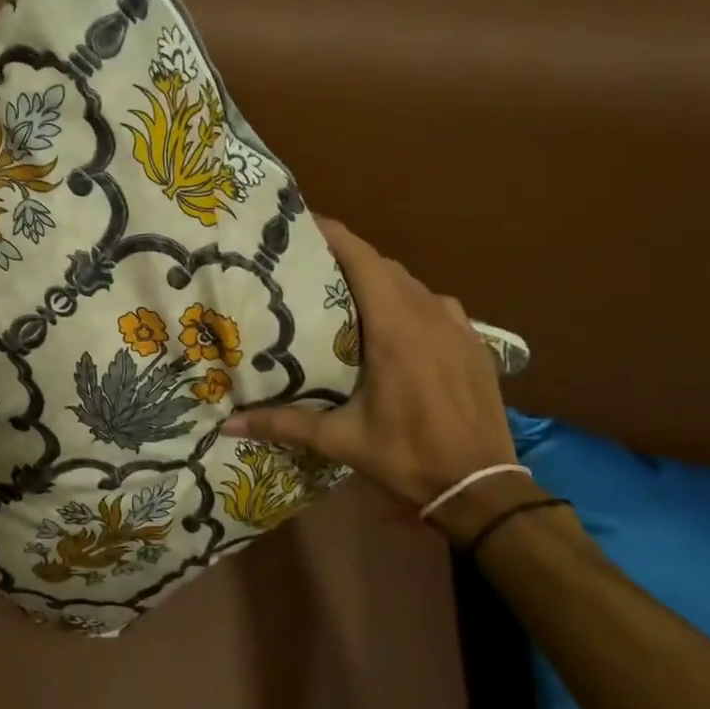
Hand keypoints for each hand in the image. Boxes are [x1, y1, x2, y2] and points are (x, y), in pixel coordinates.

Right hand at [225, 219, 516, 506]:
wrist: (482, 485)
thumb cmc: (407, 454)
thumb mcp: (340, 439)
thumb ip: (283, 424)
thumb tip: (227, 424)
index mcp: (395, 327)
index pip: (363, 260)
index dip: (334, 234)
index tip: (304, 222)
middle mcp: (429, 314)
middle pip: (385, 267)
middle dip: (350, 259)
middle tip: (312, 267)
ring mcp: (458, 327)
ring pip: (414, 285)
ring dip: (382, 282)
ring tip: (349, 296)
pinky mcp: (476, 344)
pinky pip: (438, 307)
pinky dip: (412, 304)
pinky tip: (399, 328)